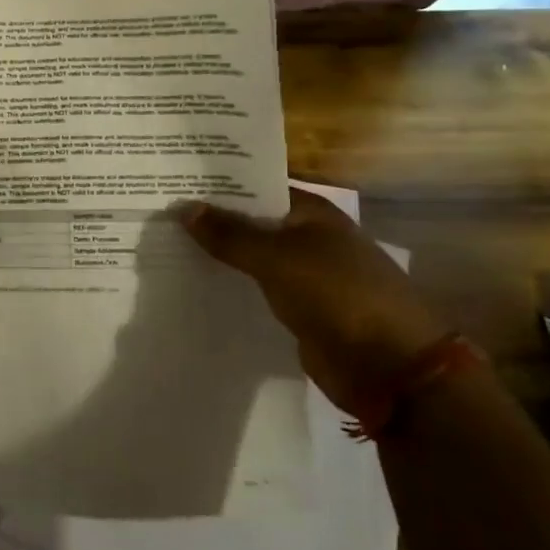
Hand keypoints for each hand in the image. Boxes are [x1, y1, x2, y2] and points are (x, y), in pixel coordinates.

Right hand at [180, 188, 442, 411]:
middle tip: (158, 213)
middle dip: (211, 221)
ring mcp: (304, 276)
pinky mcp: (298, 311)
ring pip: (251, 259)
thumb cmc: (338, 295)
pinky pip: (256, 291)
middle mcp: (307, 238)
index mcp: (311, 213)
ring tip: (164, 246)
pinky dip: (231, 288)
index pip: (255, 188)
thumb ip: (230, 234)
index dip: (217, 185)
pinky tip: (193, 285)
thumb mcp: (277, 258)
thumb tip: (184, 208)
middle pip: (251, 223)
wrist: (391, 368)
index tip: (173, 181)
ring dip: (218, 256)